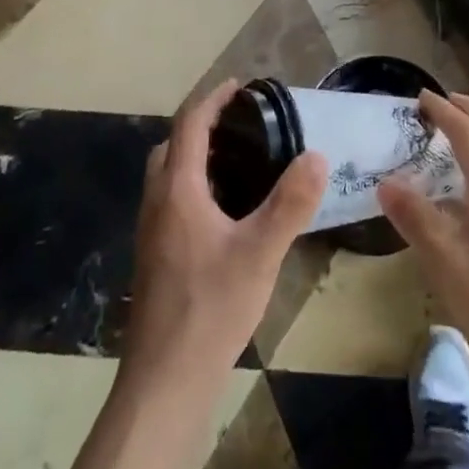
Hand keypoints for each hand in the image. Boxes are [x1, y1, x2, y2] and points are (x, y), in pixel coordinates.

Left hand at [123, 80, 327, 391]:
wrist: (165, 382)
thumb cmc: (210, 309)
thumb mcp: (260, 253)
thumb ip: (290, 203)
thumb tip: (316, 155)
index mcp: (177, 191)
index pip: (189, 125)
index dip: (213, 99)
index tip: (240, 85)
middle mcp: (157, 203)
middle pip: (172, 146)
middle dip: (203, 126)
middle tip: (243, 125)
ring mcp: (153, 232)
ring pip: (170, 176)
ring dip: (198, 157)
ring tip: (243, 162)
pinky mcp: (157, 257)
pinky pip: (173, 201)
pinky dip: (197, 186)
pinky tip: (229, 213)